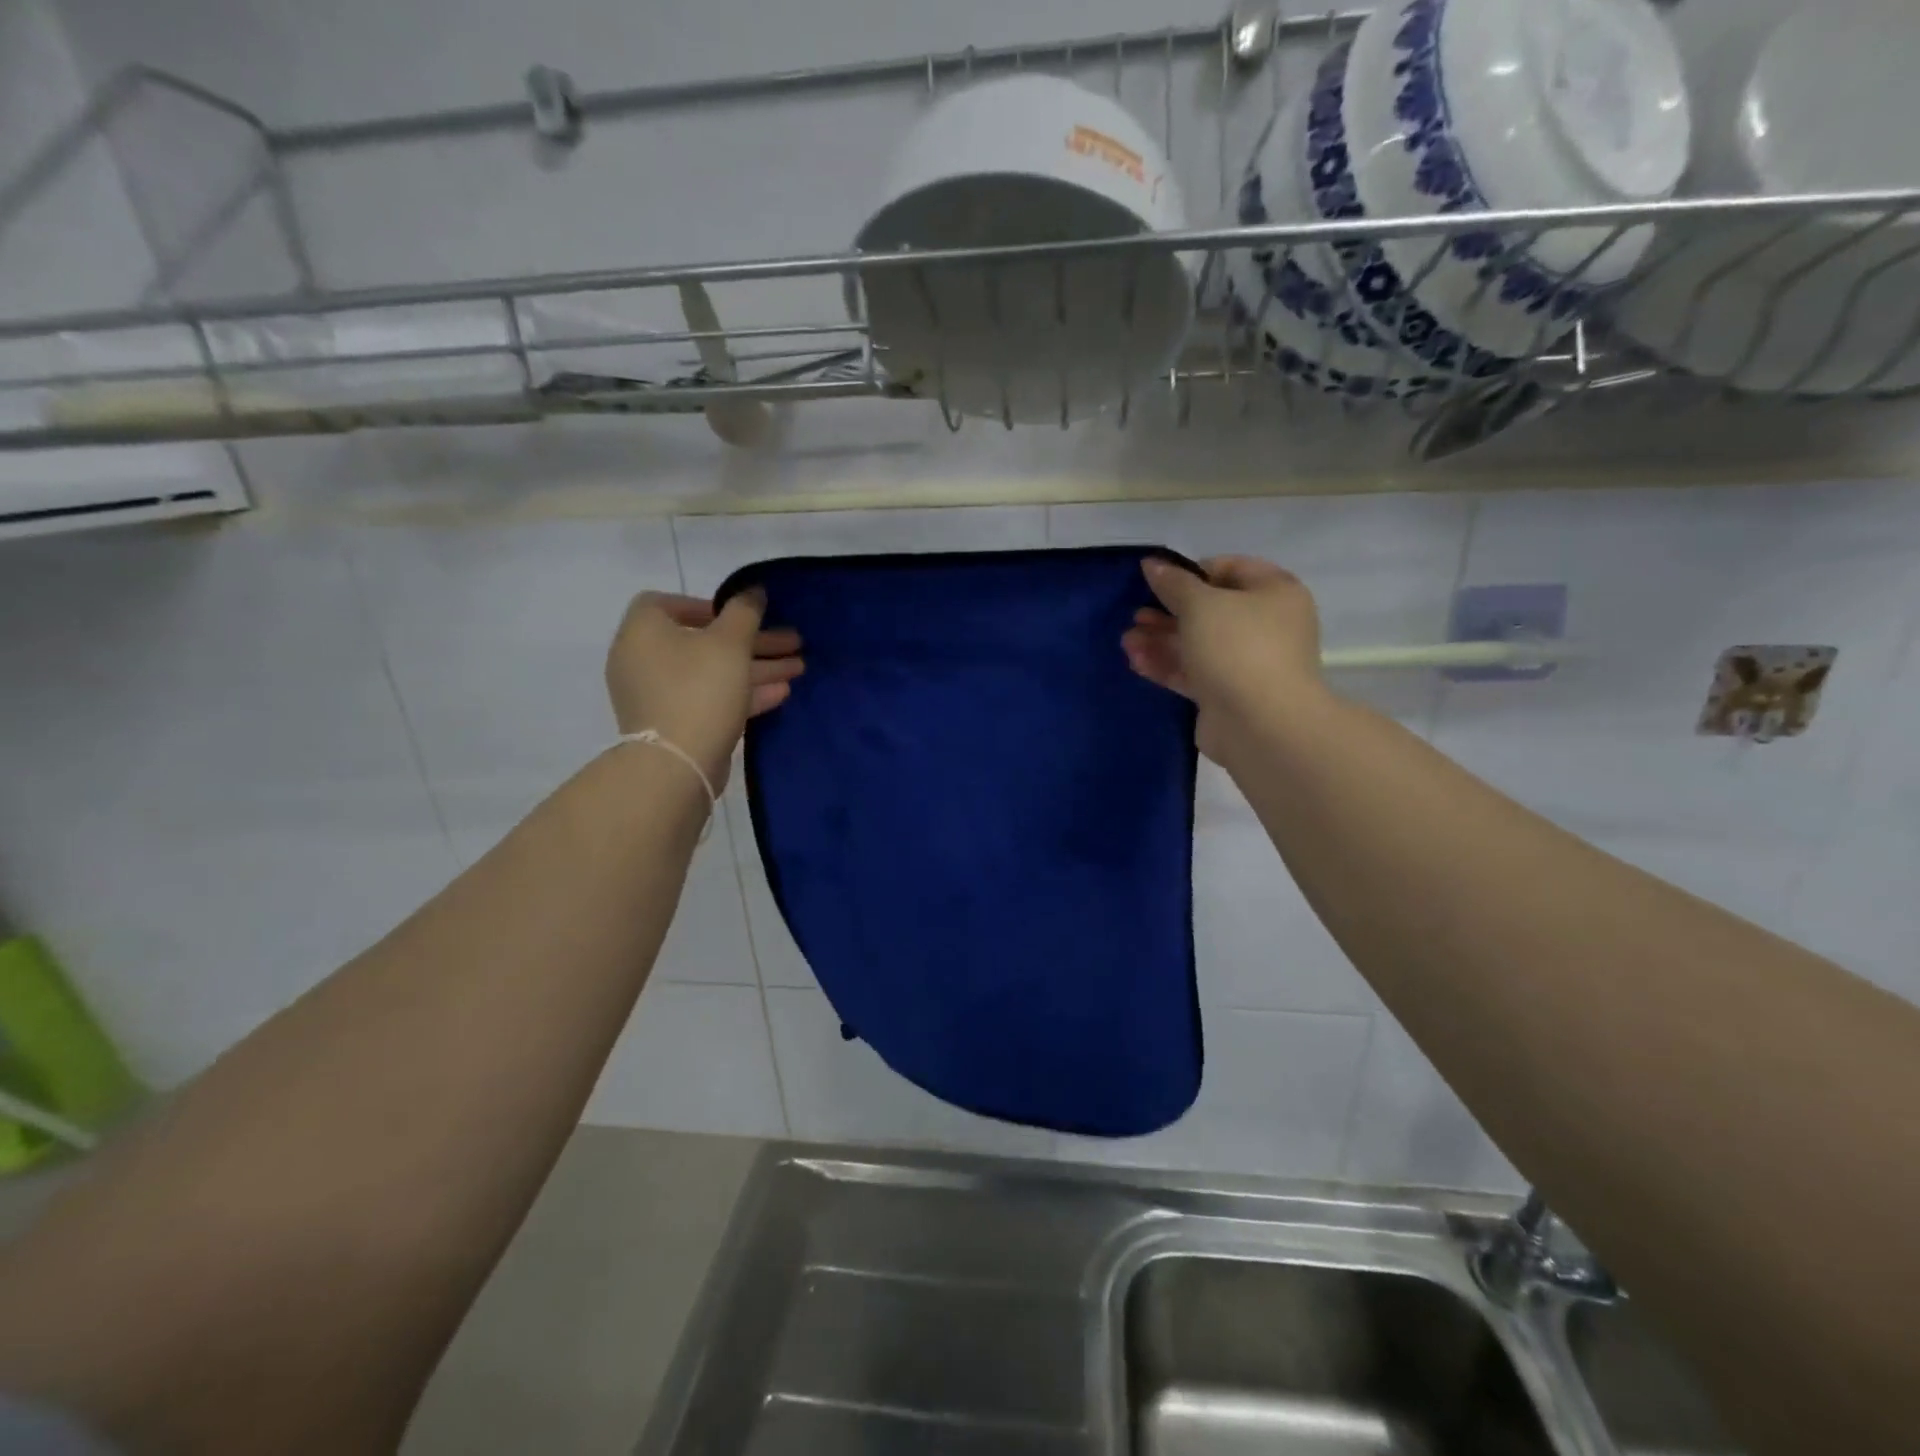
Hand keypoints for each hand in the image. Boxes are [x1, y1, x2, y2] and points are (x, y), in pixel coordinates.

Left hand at [606, 591, 803, 786]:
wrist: (676, 764)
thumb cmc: (699, 690)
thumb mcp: (730, 643)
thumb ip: (744, 611)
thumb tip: (753, 590)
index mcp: (643, 631)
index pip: (668, 603)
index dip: (709, 605)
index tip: (741, 615)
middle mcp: (643, 660)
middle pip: (703, 641)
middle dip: (752, 641)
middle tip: (792, 642)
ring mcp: (657, 696)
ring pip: (712, 672)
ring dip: (755, 668)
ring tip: (798, 668)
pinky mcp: (674, 725)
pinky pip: (710, 699)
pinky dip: (741, 693)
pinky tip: (781, 693)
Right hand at [1122, 555, 1324, 761]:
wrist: (1261, 725)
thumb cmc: (1237, 648)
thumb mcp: (1201, 605)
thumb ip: (1173, 583)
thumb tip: (1153, 564)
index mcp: (1274, 592)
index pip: (1229, 568)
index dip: (1191, 572)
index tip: (1157, 582)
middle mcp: (1265, 625)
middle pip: (1208, 610)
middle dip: (1167, 612)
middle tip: (1135, 616)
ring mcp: (1246, 662)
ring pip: (1196, 644)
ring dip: (1160, 640)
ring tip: (1126, 641)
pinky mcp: (1226, 694)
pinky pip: (1192, 672)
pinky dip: (1166, 665)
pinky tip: (1136, 661)